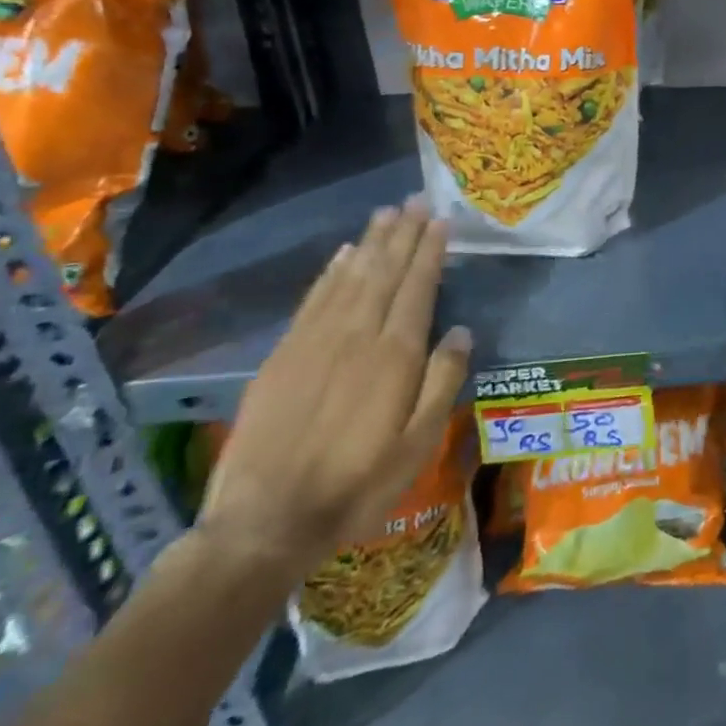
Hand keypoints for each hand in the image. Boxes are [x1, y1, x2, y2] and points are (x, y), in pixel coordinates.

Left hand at [197, 201, 471, 582]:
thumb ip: (443, 382)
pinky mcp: (281, 358)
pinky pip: (312, 302)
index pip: (417, 288)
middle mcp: (355, 337)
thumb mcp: (418, 445)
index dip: (429, 252)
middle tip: (415, 200)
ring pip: (349, 279)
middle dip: (402, 234)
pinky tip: (343, 255)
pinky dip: (330, 273)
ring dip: (370, 243)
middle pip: (383, 273)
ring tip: (385, 214)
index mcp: (394, 356)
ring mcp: (313, 344)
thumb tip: (462, 331)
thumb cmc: (357, 486)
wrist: (263, 524)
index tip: (440, 220)